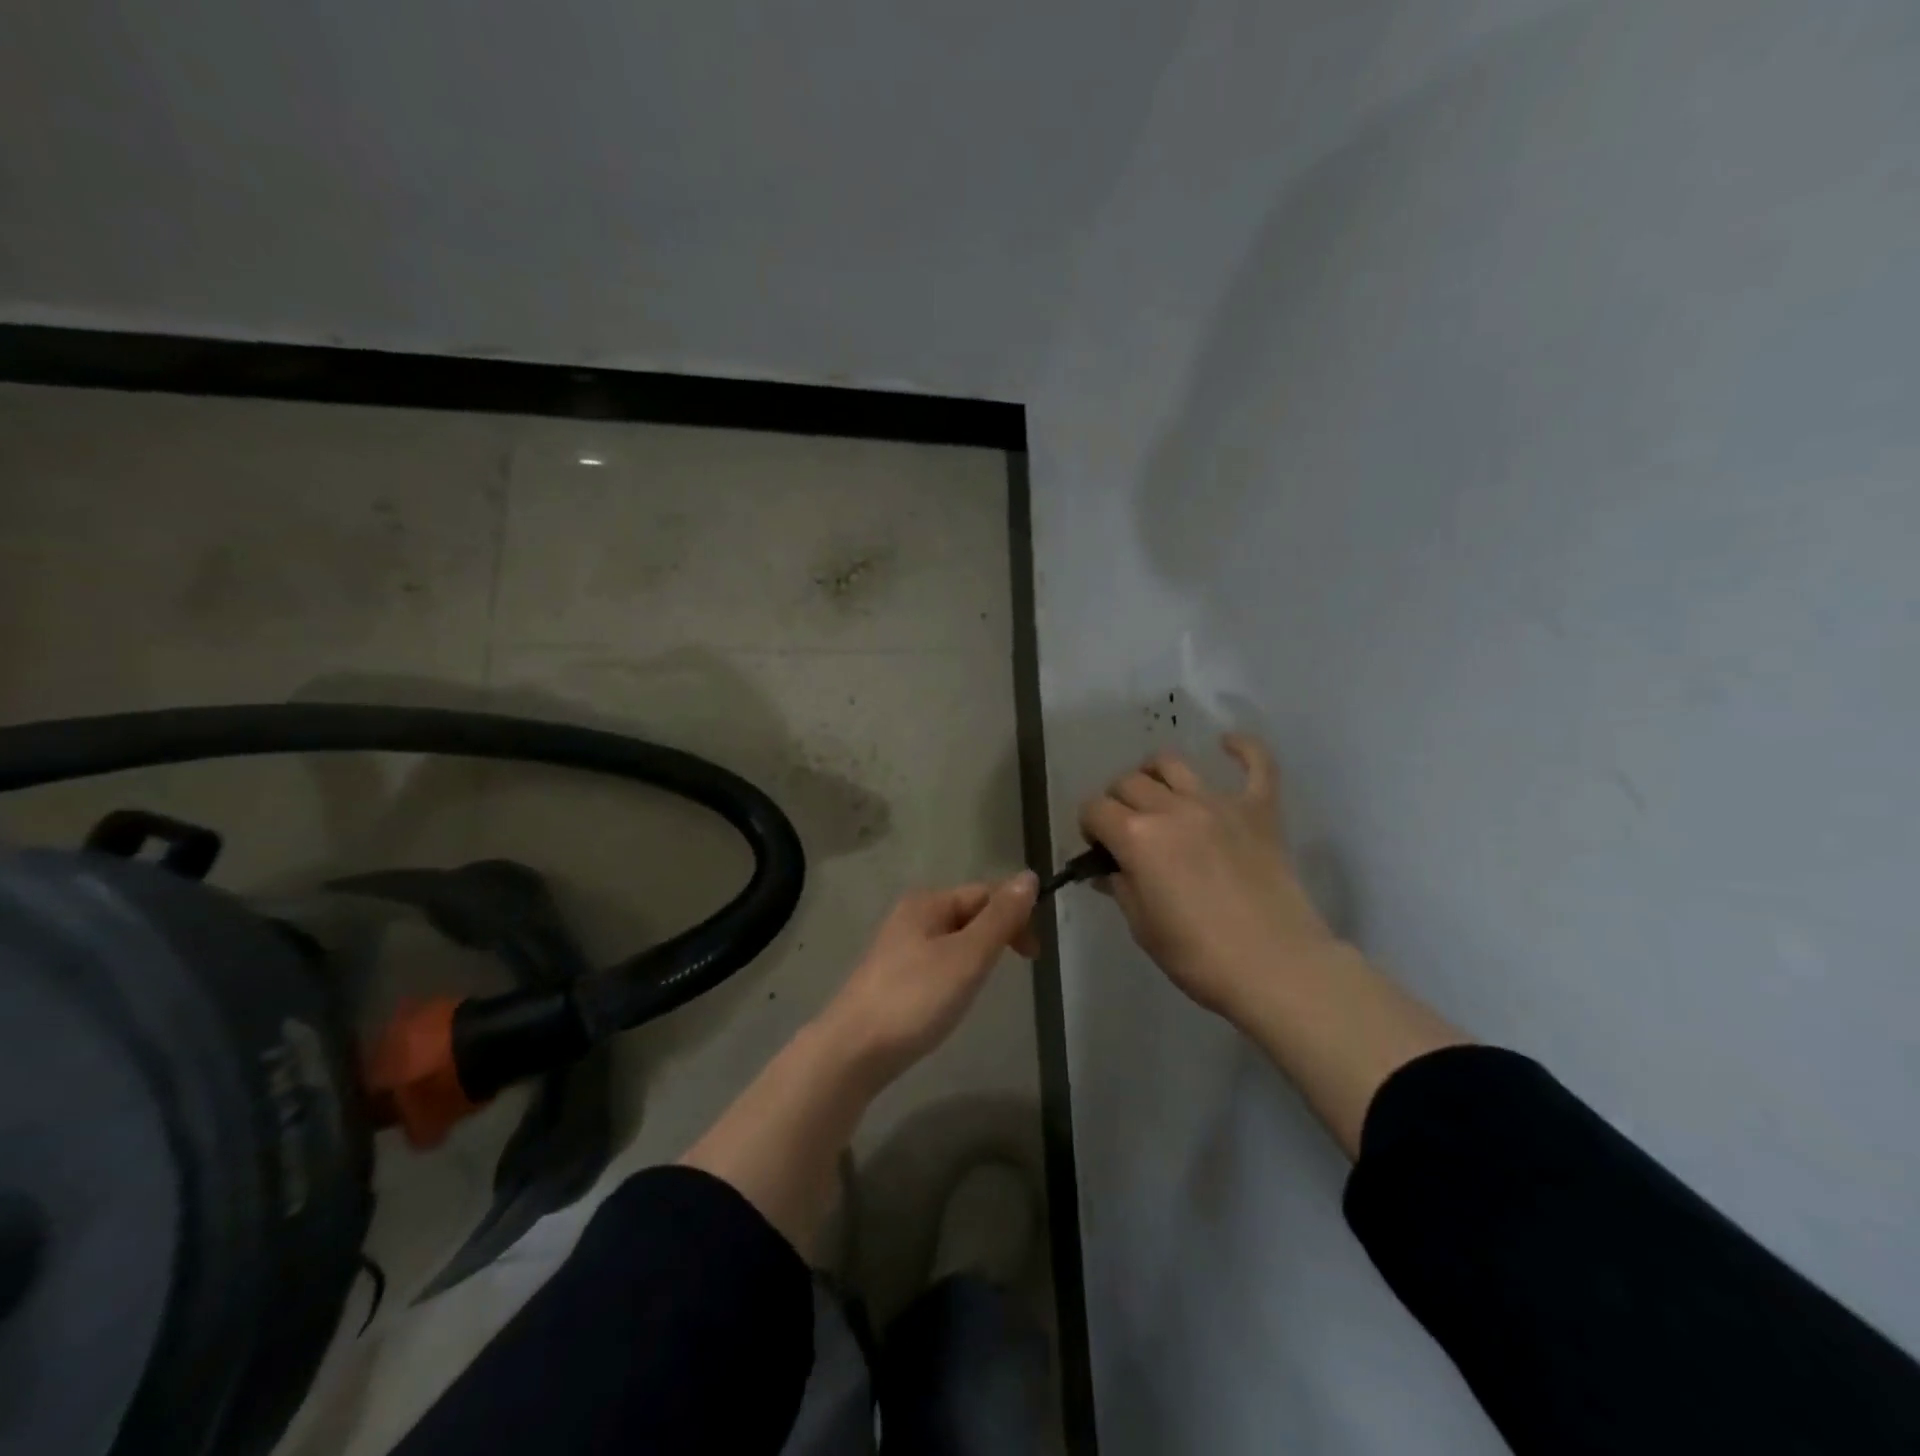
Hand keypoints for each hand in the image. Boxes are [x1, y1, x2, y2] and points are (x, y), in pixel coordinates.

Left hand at [816, 874, 1038, 1087]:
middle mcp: (911, 916)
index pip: (986, 893)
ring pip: (954, 939)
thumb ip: (1000, 918)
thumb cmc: (915, 998)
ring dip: (978, 955)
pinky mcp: (893, 977)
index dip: (1016, 916)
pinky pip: (938, 961)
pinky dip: (957, 972)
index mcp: (928, 902)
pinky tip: (954, 997)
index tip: (1034, 955)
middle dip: (998, 935)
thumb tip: (1030, 876)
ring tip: (982, 985)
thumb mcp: (967, 956)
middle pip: (970, 913)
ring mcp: (898, 947)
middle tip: (1017, 970)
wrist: (852, 1051)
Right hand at [1079, 734, 1342, 1022]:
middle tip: (1126, 830)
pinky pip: (1256, 764)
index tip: (1097, 847)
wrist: (1276, 968)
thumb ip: (1121, 888)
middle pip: (1128, 782)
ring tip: (1158, 795)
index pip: (1095, 809)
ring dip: (1155, 774)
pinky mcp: (1259, 810)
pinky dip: (1242, 749)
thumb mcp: (1143, 927)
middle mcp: (1172, 809)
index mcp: (1137, 837)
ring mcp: (1219, 804)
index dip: (1089, 825)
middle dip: (1116, 801)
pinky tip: (1228, 744)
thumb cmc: (1198, 956)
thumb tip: (1110, 870)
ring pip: (1172, 763)